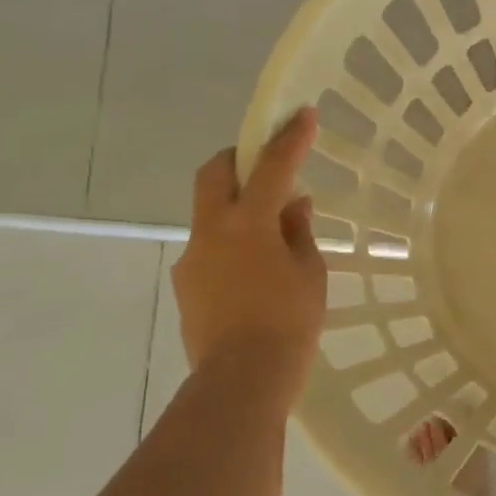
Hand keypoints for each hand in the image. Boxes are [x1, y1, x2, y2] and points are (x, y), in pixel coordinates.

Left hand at [172, 108, 326, 381]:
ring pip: (210, 214)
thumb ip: (298, 232)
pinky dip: (231, 244)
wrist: (241, 381)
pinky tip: (254, 272)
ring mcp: (193, 259)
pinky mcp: (186, 285)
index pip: (271, 167)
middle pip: (214, 174)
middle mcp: (211, 232)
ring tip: (271, 236)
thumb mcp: (309, 273)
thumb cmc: (289, 323)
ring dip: (237, 208)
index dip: (289, 138)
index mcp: (248, 224)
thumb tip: (293, 205)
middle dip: (237, 158)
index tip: (302, 114)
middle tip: (265, 165)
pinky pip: (210, 249)